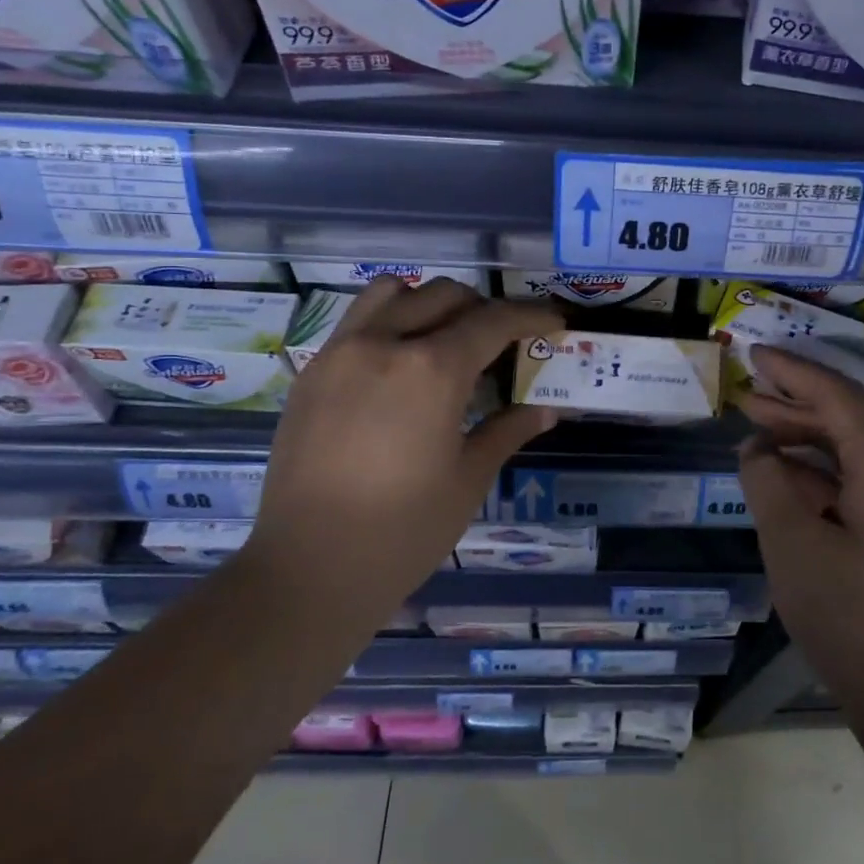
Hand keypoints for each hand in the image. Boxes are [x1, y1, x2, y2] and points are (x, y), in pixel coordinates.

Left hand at [248, 277, 561, 615]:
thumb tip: (547, 409)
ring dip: (428, 303)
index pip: (493, 321)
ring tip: (444, 340)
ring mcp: (340, 353)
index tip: (553, 321)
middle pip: (444, 295)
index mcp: (432, 370)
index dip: (531, 316)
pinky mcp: (311, 373)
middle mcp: (384, 343)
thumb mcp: (469, 479)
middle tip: (503, 343)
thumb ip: (508, 430)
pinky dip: (389, 323)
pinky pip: (357, 322)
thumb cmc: (404, 531)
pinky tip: (399, 369)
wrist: (309, 570)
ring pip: (392, 293)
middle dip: (483, 309)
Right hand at [737, 347, 863, 710]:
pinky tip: (788, 482)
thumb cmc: (851, 615)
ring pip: (855, 450)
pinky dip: (824, 473)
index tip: (754, 354)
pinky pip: (863, 481)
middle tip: (746, 396)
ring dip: (807, 439)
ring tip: (758, 434)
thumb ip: (767, 481)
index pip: (834, 395)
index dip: (791, 371)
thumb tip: (758, 449)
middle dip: (794, 404)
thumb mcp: (791, 541)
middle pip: (847, 417)